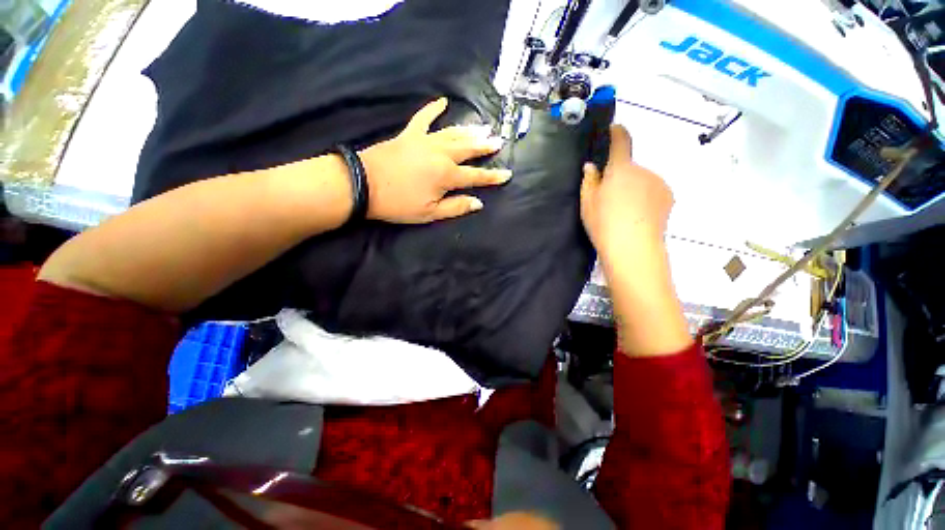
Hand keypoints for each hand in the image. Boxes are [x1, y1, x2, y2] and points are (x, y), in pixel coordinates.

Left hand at [359, 98, 511, 223]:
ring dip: (470, 130)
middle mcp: (441, 154)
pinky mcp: (409, 135)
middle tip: (498, 140)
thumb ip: (456, 207)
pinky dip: (433, 109)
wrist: (364, 184)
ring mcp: (425, 141)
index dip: (492, 177)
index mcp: (447, 175)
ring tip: (484, 127)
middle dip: (485, 146)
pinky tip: (443, 101)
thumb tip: (478, 203)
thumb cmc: (398, 204)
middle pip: (468, 149)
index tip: (507, 174)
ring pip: (453, 133)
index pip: (476, 176)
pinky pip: (423, 118)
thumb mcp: (430, 213)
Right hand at [580, 125, 673, 260]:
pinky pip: (653, 192)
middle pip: (630, 168)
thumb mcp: (587, 203)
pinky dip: (646, 198)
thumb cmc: (604, 223)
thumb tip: (591, 166)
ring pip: (642, 181)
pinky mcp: (669, 197)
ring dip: (634, 188)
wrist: (633, 247)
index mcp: (621, 169)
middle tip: (610, 198)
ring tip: (625, 212)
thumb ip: (589, 181)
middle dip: (621, 177)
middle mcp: (644, 170)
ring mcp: (659, 183)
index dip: (617, 132)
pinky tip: (638, 216)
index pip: (621, 141)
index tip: (614, 128)